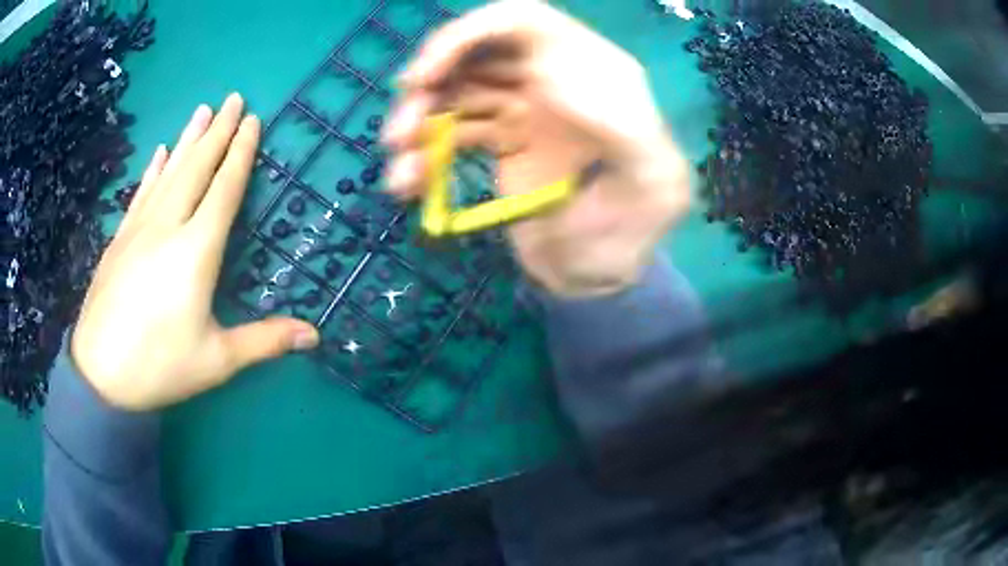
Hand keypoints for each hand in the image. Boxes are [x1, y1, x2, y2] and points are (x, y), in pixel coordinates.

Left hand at [72, 94, 319, 410]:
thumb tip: (314, 335)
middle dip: (218, 131)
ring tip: (203, 109)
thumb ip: (265, 341)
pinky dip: (154, 169)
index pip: (224, 188)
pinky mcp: (120, 239)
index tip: (253, 121)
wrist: (99, 374)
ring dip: (188, 138)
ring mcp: (139, 229)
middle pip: (197, 167)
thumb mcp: (217, 360)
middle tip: (234, 98)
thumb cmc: (160, 367)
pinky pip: (142, 192)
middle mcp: (168, 227)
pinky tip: (161, 152)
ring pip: (169, 172)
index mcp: (196, 251)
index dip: (241, 153)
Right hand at [383, 0, 689, 296]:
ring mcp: (525, 107)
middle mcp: (556, 78)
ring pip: (455, 91)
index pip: (523, 21)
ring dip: (417, 123)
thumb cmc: (633, 236)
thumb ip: (624, 130)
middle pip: (476, 53)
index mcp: (597, 73)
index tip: (427, 77)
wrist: (598, 278)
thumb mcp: (651, 187)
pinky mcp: (501, 139)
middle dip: (429, 86)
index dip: (468, 35)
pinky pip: (453, 131)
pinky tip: (408, 184)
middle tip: (400, 132)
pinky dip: (424, 153)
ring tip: (400, 171)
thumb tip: (554, 80)